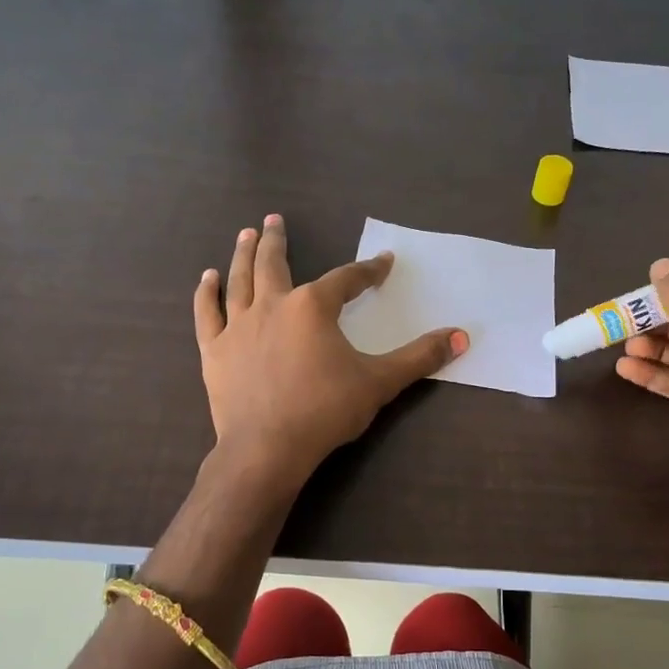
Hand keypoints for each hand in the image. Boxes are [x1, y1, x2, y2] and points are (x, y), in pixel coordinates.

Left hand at [194, 215, 468, 486]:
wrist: (267, 448)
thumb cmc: (325, 411)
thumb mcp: (379, 383)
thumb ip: (420, 357)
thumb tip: (462, 337)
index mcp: (313, 307)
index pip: (347, 280)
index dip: (368, 270)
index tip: (382, 263)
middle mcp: (273, 305)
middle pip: (275, 264)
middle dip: (277, 240)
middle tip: (273, 219)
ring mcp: (238, 326)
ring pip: (240, 280)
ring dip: (243, 255)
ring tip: (246, 234)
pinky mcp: (215, 350)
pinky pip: (208, 314)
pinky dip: (207, 294)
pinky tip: (207, 278)